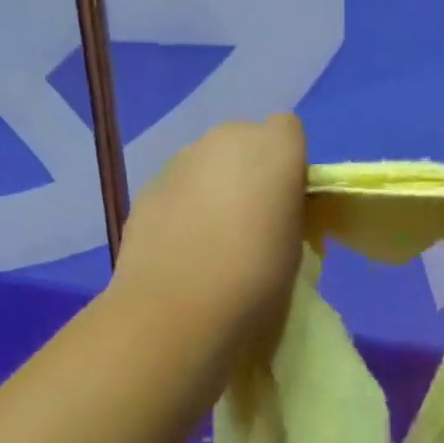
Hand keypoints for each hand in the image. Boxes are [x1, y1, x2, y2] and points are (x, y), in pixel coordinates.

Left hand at [112, 113, 306, 341]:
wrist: (176, 312)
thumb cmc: (256, 282)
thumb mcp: (297, 249)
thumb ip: (288, 214)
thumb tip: (272, 214)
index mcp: (274, 148)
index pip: (289, 130)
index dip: (289, 164)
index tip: (288, 203)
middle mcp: (225, 140)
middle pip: (244, 141)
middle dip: (249, 171)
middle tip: (251, 222)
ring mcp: (180, 161)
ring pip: (206, 163)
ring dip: (213, 187)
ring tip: (210, 241)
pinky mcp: (146, 188)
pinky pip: (176, 188)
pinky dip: (181, 207)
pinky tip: (180, 249)